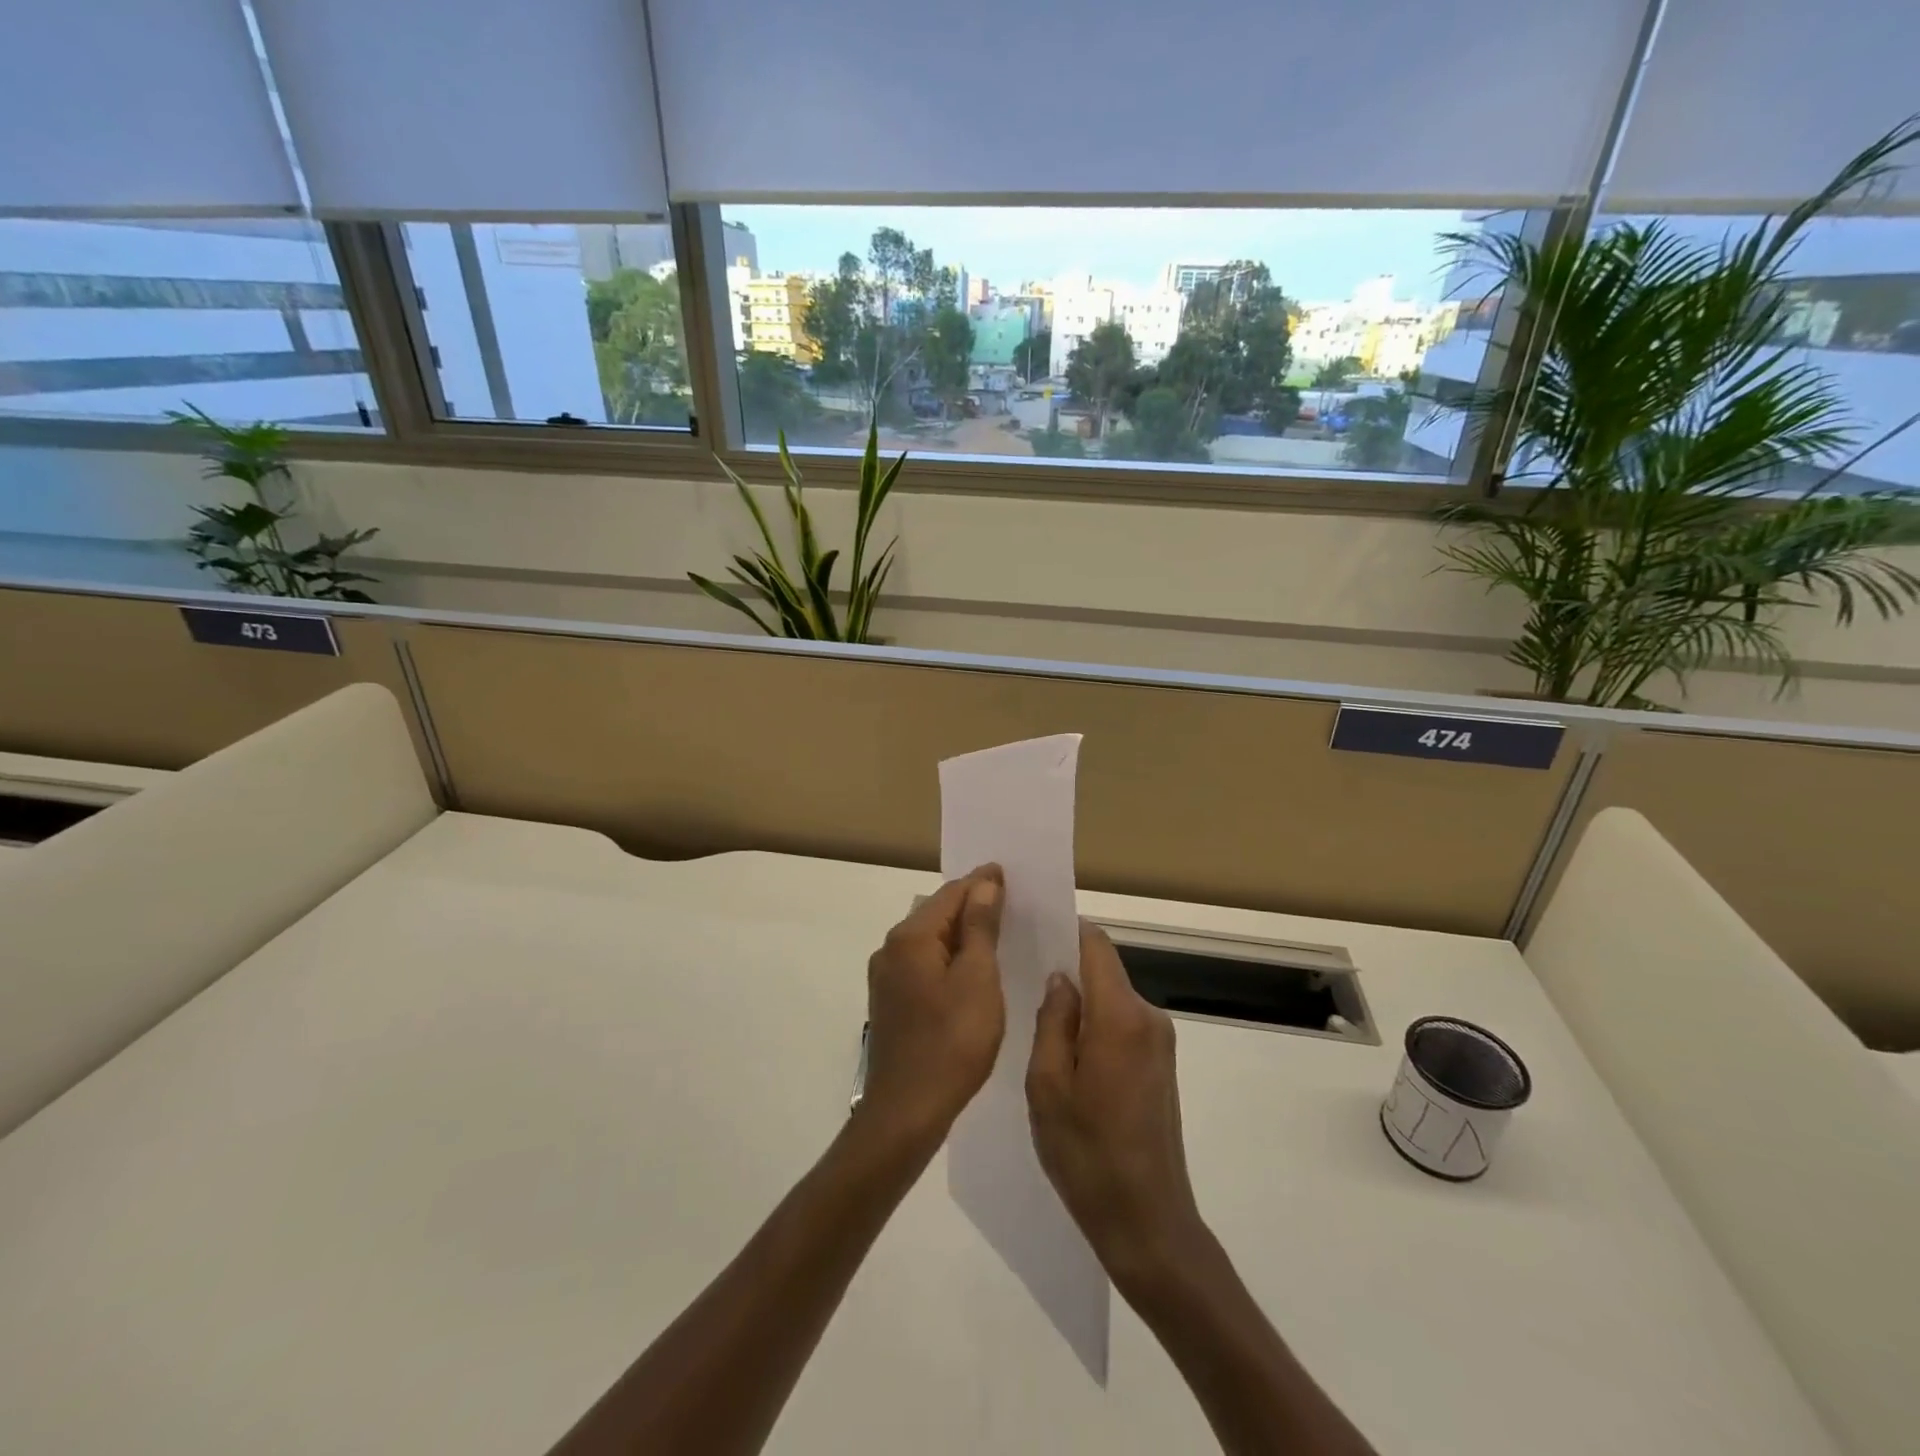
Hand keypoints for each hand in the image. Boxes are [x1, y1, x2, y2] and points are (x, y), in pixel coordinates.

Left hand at [858, 865, 1004, 1149]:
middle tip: (1011, 901)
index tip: (1011, 874)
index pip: (951, 893)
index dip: (982, 882)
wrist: (906, 1112)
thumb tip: (985, 883)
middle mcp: (891, 948)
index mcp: (911, 937)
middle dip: (972, 905)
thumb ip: (981, 927)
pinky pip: (924, 963)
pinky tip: (972, 970)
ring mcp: (887, 977)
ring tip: (998, 932)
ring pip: (930, 940)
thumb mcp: (977, 979)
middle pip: (937, 913)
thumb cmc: (952, 1042)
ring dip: (962, 933)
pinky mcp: (891, 1001)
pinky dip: (949, 957)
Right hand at [1026, 921, 1204, 1289]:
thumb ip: (1053, 1022)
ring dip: (1080, 1002)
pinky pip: (1122, 1025)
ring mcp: (1160, 1042)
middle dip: (1066, 968)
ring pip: (1112, 999)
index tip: (1032, 926)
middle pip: (1104, 970)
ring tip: (1036, 1019)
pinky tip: (1066, 1054)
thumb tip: (1060, 979)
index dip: (1066, 929)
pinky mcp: (1162, 1065)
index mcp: (1121, 1017)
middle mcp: (1149, 1018)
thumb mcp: (1047, 1086)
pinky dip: (1095, 1026)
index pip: (1096, 946)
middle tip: (1021, 977)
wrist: (1149, 1224)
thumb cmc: (1087, 1155)